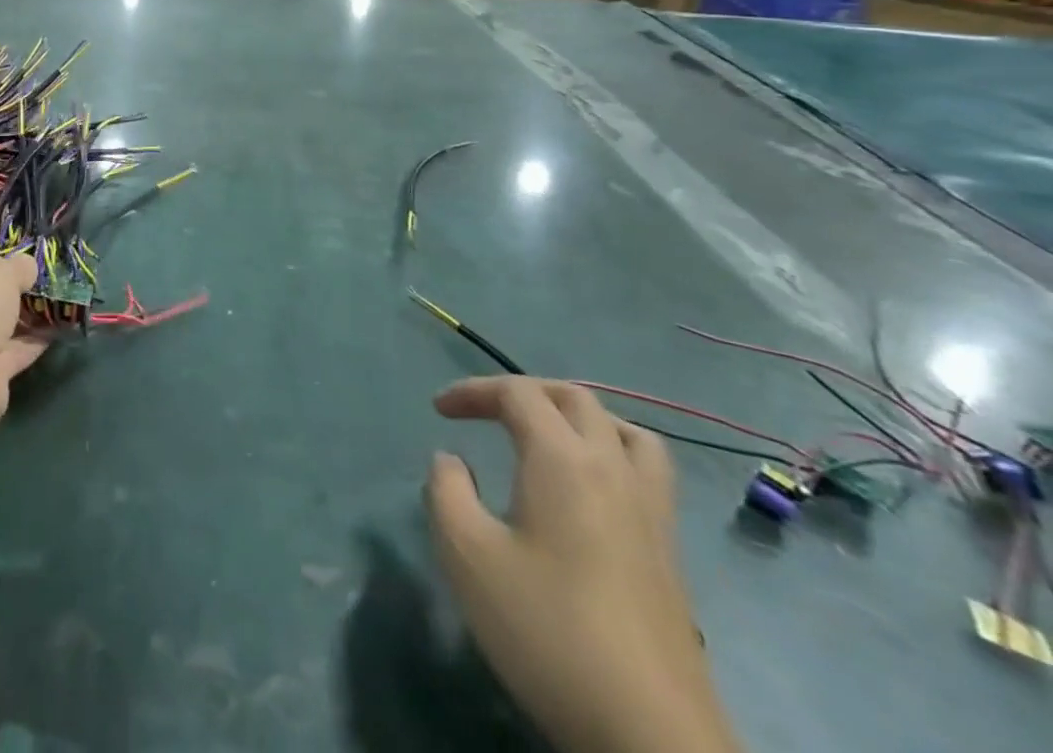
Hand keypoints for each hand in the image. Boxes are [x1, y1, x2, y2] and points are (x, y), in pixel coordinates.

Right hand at [425, 378, 740, 752]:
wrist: (650, 735)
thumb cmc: (548, 630)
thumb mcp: (467, 556)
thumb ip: (446, 491)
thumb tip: (451, 461)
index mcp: (564, 459)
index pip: (518, 394)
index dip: (473, 391)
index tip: (439, 411)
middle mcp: (613, 469)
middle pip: (575, 398)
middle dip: (523, 392)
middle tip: (485, 412)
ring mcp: (652, 511)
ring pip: (624, 430)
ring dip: (577, 417)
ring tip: (545, 436)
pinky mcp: (670, 552)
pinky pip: (645, 470)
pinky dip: (610, 453)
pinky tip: (587, 490)